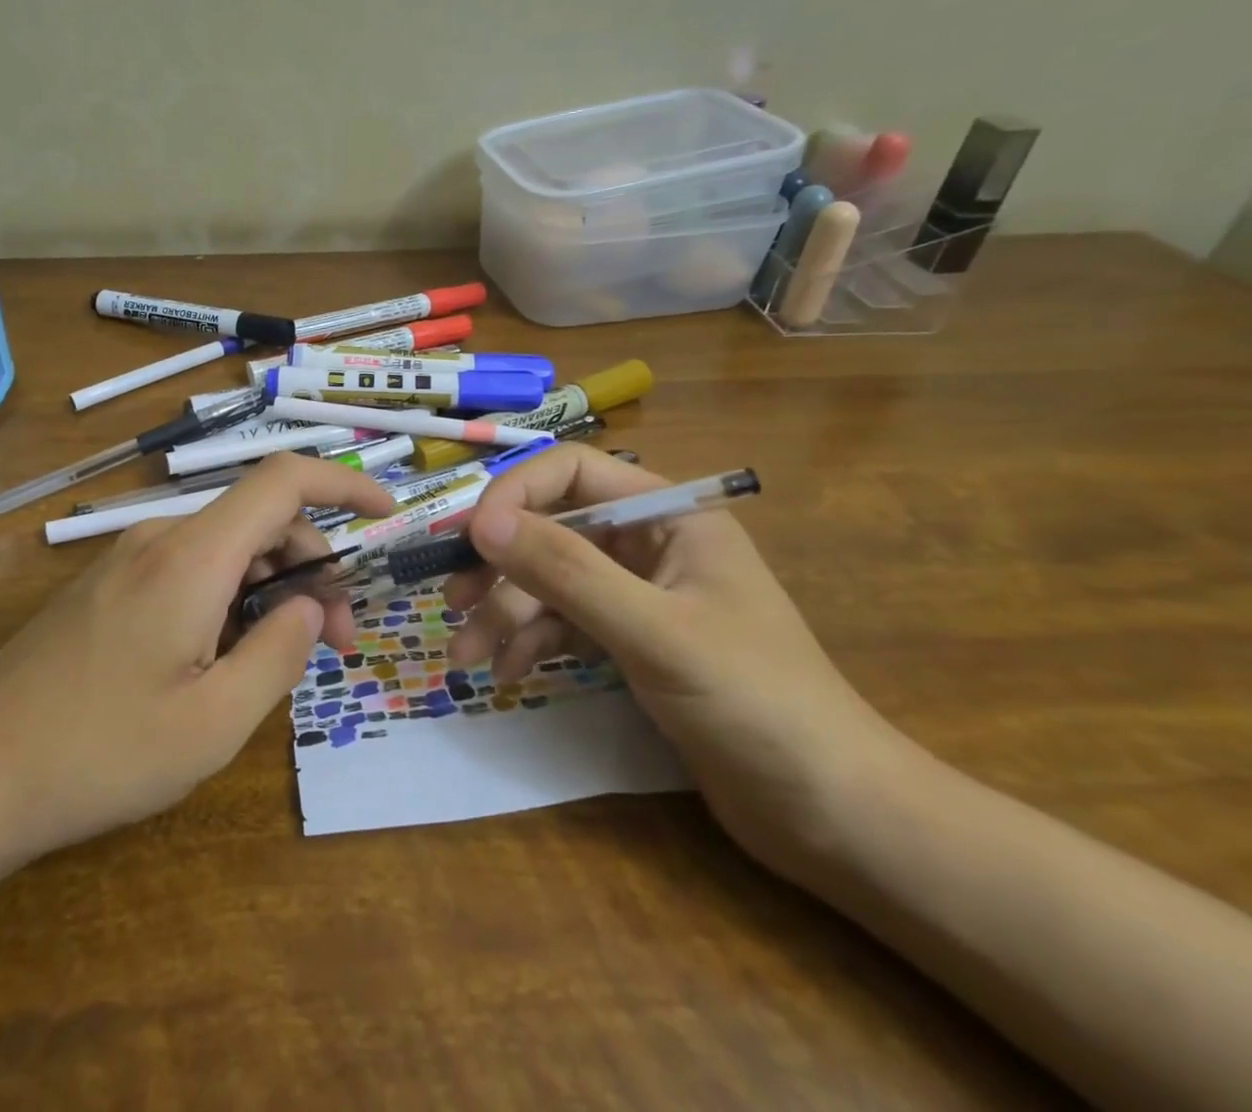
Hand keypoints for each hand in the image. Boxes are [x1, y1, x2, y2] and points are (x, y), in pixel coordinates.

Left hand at [0, 455, 393, 863]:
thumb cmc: (100, 753)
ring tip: (280, 663)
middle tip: (337, 644)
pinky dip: (229, 600)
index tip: (387, 515)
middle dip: (313, 570)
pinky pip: (189, 571)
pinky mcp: (108, 588)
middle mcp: (159, 540)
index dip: (344, 483)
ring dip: (271, 591)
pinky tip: (222, 661)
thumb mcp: (215, 722)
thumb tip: (312, 608)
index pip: (283, 480)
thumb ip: (279, 654)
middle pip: (260, 522)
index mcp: (192, 557)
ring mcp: (127, 561)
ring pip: (226, 551)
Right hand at [444, 446, 900, 879]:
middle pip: (552, 528)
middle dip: (500, 565)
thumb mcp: (653, 631)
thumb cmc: (756, 704)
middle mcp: (649, 543)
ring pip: (551, 580)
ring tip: (466, 655)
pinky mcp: (633, 641)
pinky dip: (531, 642)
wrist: (836, 817)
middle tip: (452, 602)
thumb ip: (565, 571)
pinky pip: (564, 622)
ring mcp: (640, 593)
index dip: (515, 495)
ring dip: (505, 612)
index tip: (470, 540)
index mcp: (669, 515)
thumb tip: (480, 522)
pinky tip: (506, 672)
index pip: (571, 471)